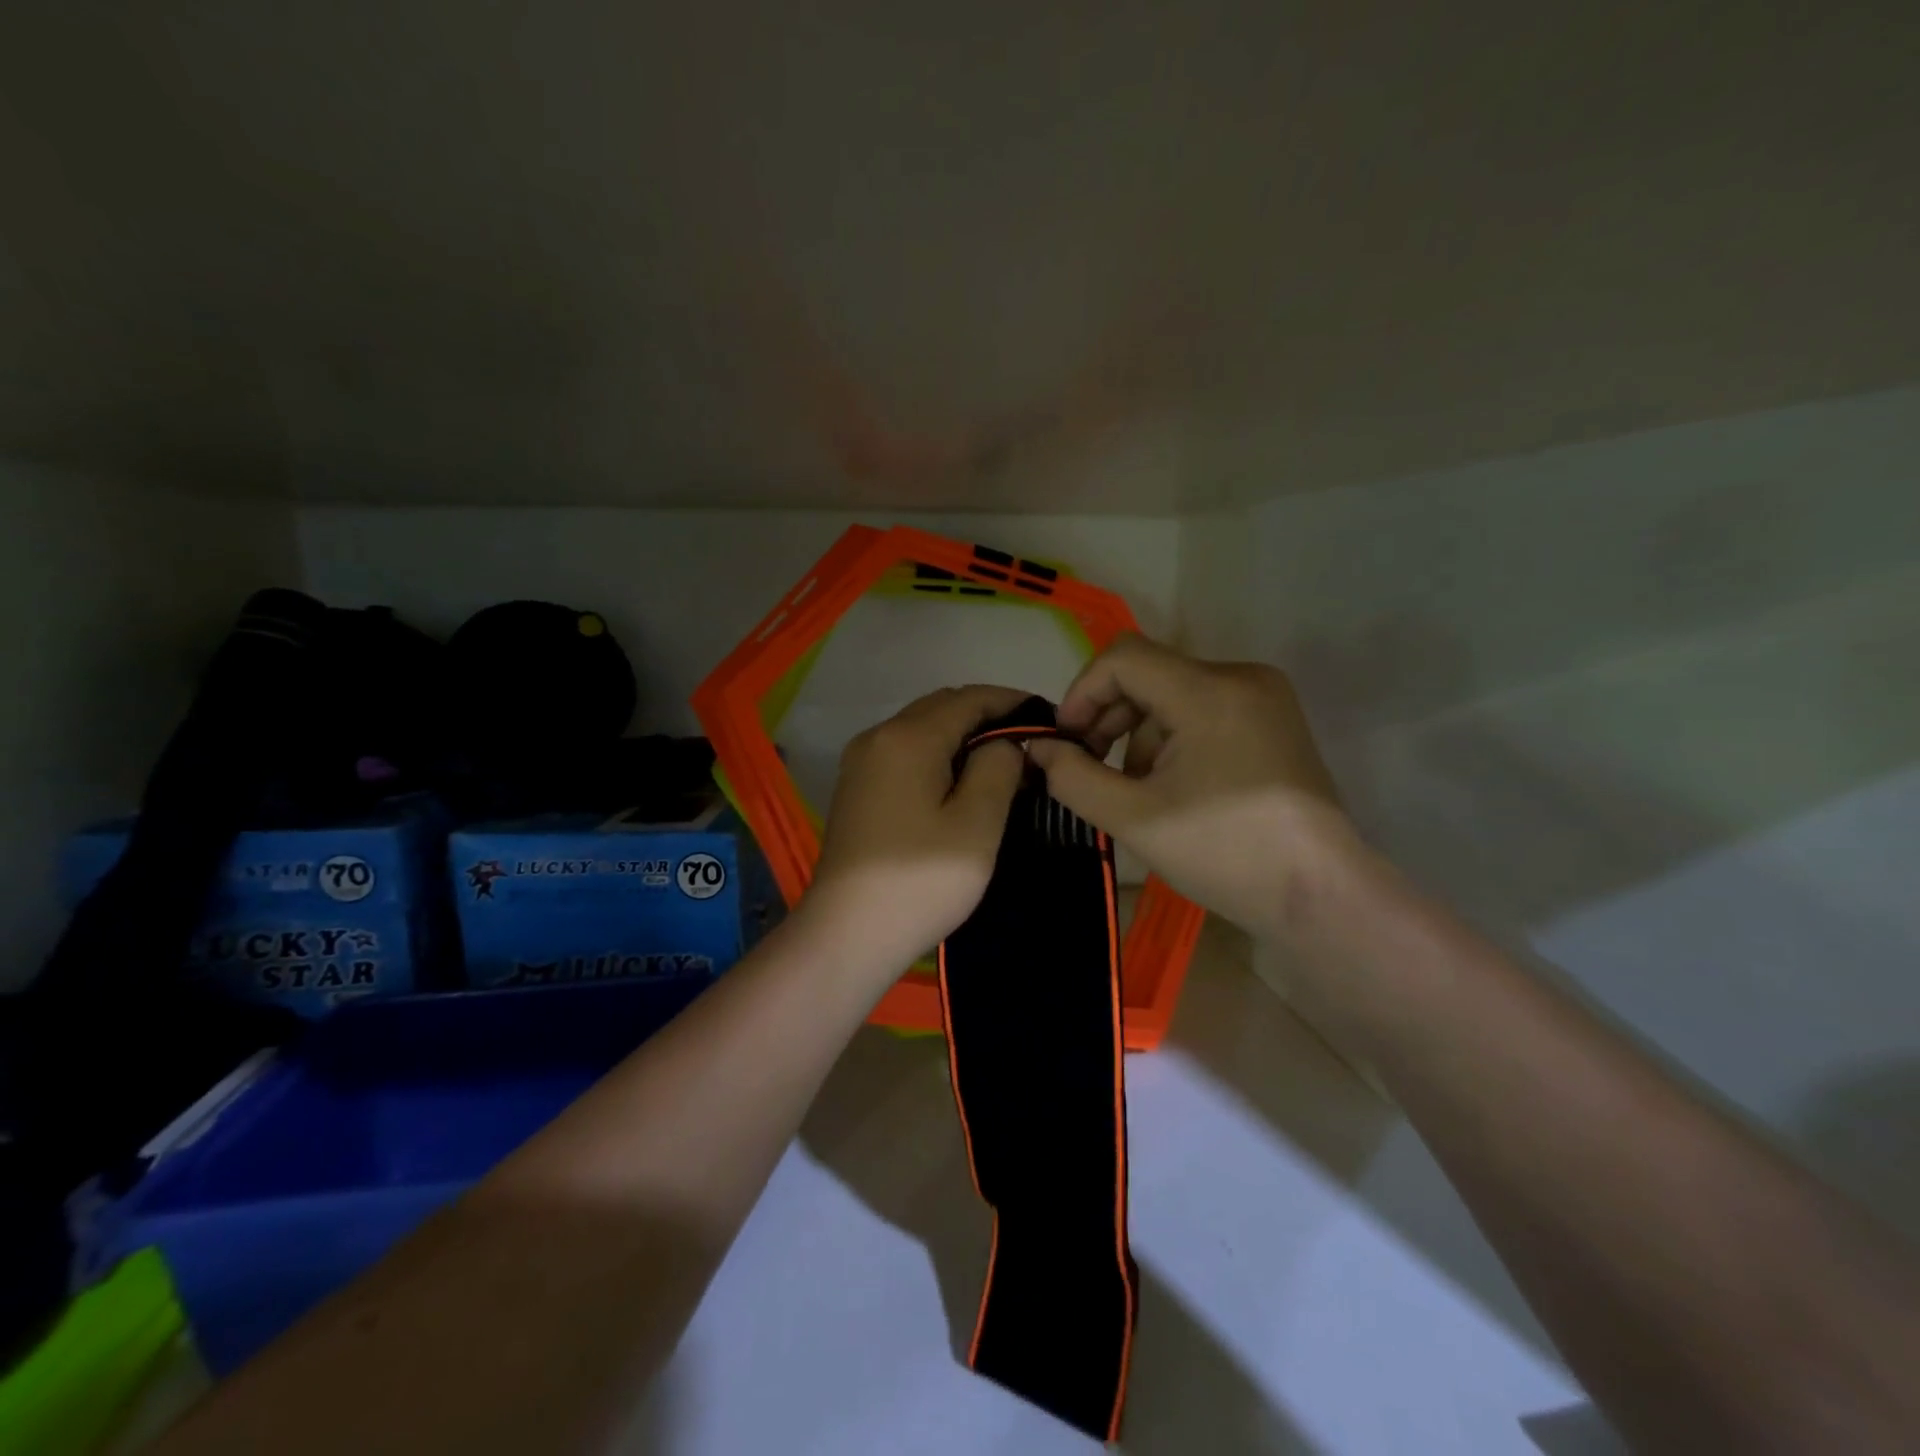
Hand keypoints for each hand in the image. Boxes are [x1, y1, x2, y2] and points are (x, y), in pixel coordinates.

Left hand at [802, 685, 1028, 975]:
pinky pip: (904, 753)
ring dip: (961, 735)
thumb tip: (1003, 743)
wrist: (847, 934)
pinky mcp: (856, 789)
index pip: (969, 698)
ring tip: (1001, 762)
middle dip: (987, 716)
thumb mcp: (977, 824)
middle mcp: (878, 736)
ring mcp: (861, 763)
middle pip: (941, 707)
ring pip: (921, 729)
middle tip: (1029, 744)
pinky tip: (958, 783)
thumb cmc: (920, 880)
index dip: (1012, 702)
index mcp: (908, 737)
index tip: (1049, 719)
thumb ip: (998, 767)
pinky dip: (937, 755)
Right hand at [1026, 636, 1356, 939]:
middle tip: (1091, 768)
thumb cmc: (1225, 854)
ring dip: (1140, 734)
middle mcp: (1241, 676)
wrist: (1320, 896)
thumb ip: (1073, 777)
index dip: (1082, 692)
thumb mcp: (1134, 818)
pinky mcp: (1273, 719)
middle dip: (1109, 717)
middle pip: (1149, 674)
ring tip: (1137, 790)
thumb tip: (1038, 748)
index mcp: (1210, 692)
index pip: (1123, 658)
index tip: (1067, 741)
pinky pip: (1203, 708)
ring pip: (1173, 693)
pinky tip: (1173, 785)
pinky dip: (1173, 738)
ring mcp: (1264, 697)